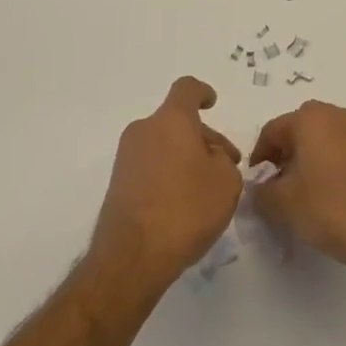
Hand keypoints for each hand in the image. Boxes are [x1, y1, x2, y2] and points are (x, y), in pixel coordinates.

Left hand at [90, 78, 241, 296]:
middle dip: (203, 137)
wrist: (132, 256)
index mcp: (171, 120)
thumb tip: (211, 158)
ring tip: (207, 189)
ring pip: (164, 144)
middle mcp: (144, 129)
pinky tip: (184, 204)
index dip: (202, 92)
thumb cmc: (185, 208)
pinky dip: (168, 174)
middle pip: (177, 121)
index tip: (212, 103)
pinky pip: (151, 165)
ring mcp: (127, 157)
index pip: (186, 89)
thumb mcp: (227, 182)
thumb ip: (225, 161)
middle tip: (225, 165)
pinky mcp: (119, 183)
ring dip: (186, 157)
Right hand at [249, 102, 345, 281]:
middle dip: (284, 155)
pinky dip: (330, 164)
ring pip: (322, 138)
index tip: (256, 183)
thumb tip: (258, 191)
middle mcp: (337, 114)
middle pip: (299, 130)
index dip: (259, 157)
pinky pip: (343, 149)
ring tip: (303, 193)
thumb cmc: (331, 208)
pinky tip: (329, 194)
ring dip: (308, 159)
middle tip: (278, 186)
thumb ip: (261, 194)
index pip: (273, 130)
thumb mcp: (283, 205)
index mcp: (311, 118)